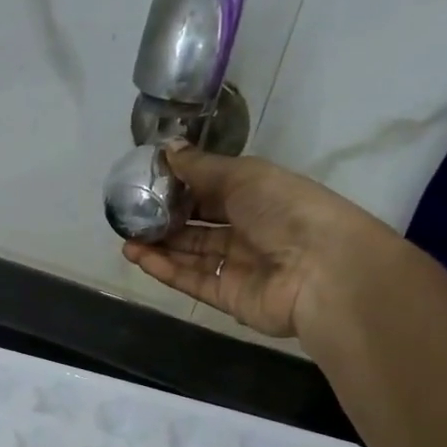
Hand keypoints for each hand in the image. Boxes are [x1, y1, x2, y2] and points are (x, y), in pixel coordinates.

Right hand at [120, 143, 395, 345]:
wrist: (320, 270)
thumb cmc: (285, 210)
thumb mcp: (243, 176)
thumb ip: (201, 168)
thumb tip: (167, 149)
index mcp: (259, 196)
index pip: (213, 190)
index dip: (182, 187)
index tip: (148, 182)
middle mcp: (249, 230)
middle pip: (199, 225)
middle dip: (166, 220)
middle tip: (130, 215)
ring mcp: (238, 266)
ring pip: (192, 254)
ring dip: (160, 246)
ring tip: (126, 238)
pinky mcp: (228, 296)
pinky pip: (192, 280)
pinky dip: (166, 269)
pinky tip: (139, 258)